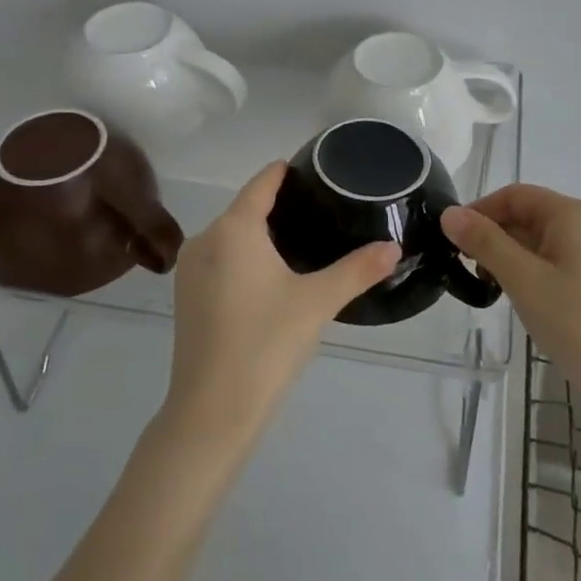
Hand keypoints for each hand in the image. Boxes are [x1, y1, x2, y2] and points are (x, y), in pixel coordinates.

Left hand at [163, 162, 399, 444]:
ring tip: (305, 242)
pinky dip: (245, 258)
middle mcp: (205, 239)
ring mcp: (190, 270)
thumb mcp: (318, 302)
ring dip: (263, 235)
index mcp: (233, 229)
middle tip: (324, 212)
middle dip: (281, 207)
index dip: (287, 172)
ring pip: (232, 237)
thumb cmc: (266, 344)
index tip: (316, 169)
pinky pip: (221, 260)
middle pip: (246, 209)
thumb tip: (394, 247)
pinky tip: (272, 277)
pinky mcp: (186, 297)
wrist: (211, 412)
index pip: (262, 183)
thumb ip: (357, 269)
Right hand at [441, 185, 580, 417]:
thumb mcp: (525, 281)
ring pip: (546, 239)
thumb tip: (450, 213)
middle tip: (471, 271)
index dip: (480, 211)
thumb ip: (485, 243)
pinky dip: (537, 270)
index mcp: (574, 214)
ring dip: (514, 256)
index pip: (515, 195)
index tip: (453, 241)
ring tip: (495, 289)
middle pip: (531, 215)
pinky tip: (528, 299)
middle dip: (496, 237)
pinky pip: (563, 259)